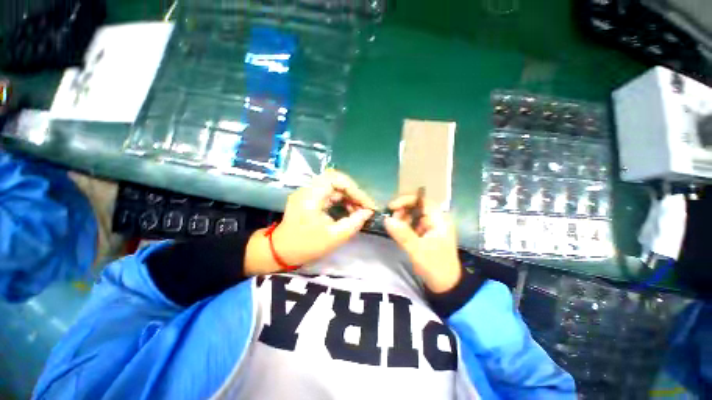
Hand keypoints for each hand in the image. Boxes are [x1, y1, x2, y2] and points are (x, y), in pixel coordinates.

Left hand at [245, 170, 375, 274]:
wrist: (280, 252)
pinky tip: (350, 211)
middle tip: (365, 207)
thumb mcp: (334, 237)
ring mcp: (309, 193)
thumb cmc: (306, 246)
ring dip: (349, 197)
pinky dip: (342, 201)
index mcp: (311, 195)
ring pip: (335, 187)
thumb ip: (354, 223)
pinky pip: (330, 194)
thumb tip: (368, 212)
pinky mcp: (311, 199)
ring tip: (359, 211)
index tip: (367, 204)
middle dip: (354, 193)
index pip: (337, 179)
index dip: (355, 190)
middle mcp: (309, 189)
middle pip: (337, 181)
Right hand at [384, 195, 461, 292]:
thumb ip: (403, 235)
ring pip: (412, 215)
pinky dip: (403, 226)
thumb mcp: (418, 251)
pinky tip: (398, 233)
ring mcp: (430, 227)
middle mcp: (435, 220)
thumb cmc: (436, 267)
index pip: (422, 201)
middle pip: (416, 206)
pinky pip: (411, 224)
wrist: (446, 286)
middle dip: (402, 211)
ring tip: (394, 228)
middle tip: (392, 221)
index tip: (392, 207)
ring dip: (401, 219)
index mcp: (439, 220)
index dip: (406, 200)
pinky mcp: (424, 234)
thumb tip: (387, 219)